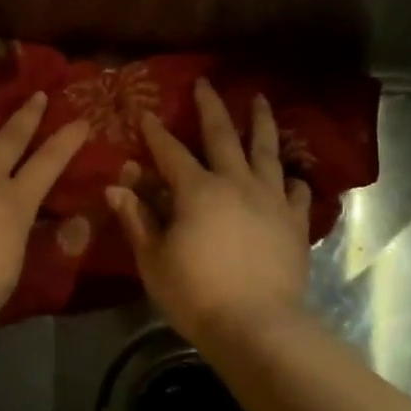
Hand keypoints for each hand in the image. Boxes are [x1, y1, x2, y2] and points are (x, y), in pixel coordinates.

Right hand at [106, 79, 312, 339]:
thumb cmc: (195, 294)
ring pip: (266, 151)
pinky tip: (291, 175)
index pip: (170, 151)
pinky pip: (295, 192)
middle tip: (206, 83)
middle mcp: (235, 183)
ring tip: (260, 101)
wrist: (257, 327)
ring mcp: (270, 201)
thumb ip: (137, 219)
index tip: (145, 113)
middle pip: (222, 135)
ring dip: (261, 123)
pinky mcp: (293, 223)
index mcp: (197, 190)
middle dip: (210, 107)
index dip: (155, 132)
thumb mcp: (153, 259)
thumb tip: (115, 187)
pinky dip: (291, 180)